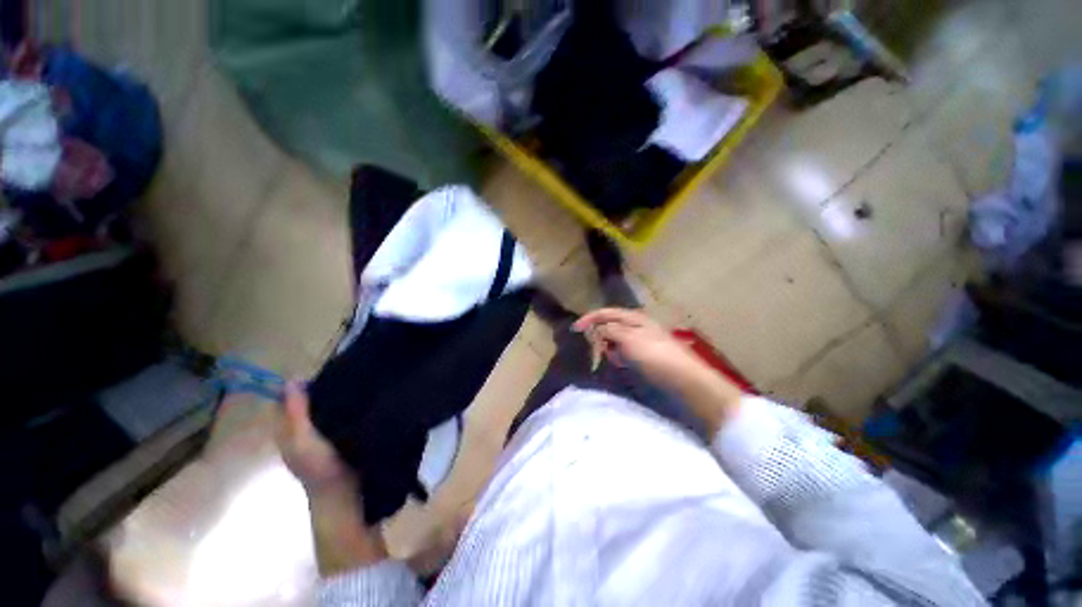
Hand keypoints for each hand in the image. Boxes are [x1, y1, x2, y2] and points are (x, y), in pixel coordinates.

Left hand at [275, 383, 352, 492]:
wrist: (342, 494)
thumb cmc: (320, 467)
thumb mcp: (304, 439)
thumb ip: (296, 413)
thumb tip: (292, 380)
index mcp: (285, 432)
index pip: (284, 402)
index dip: (296, 388)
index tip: (319, 376)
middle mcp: (297, 432)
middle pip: (302, 405)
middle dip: (316, 391)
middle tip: (339, 379)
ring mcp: (316, 438)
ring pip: (318, 411)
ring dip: (330, 399)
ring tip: (350, 387)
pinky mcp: (334, 440)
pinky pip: (333, 418)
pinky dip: (341, 409)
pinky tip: (355, 404)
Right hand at [574, 308, 708, 389]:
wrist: (684, 378)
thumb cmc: (655, 355)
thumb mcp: (628, 339)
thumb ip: (609, 330)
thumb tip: (596, 329)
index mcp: (634, 317)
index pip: (606, 312)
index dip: (589, 318)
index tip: (575, 329)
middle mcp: (637, 325)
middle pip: (610, 325)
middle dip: (600, 336)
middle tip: (597, 350)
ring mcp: (642, 340)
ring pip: (616, 340)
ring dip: (610, 349)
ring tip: (614, 360)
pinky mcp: (646, 355)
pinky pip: (624, 352)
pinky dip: (619, 357)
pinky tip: (622, 365)